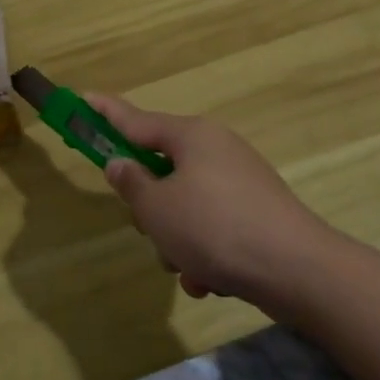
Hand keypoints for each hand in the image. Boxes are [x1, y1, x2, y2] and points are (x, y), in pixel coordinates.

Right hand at [87, 94, 335, 307]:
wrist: (296, 269)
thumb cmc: (215, 229)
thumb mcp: (158, 209)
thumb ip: (132, 184)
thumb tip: (121, 163)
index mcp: (191, 136)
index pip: (136, 120)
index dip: (106, 113)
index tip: (83, 99)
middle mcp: (216, 150)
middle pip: (162, 170)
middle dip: (151, 208)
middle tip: (152, 230)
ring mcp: (240, 181)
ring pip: (185, 206)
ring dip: (177, 240)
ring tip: (189, 268)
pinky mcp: (256, 213)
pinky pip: (213, 227)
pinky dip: (205, 252)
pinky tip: (211, 280)